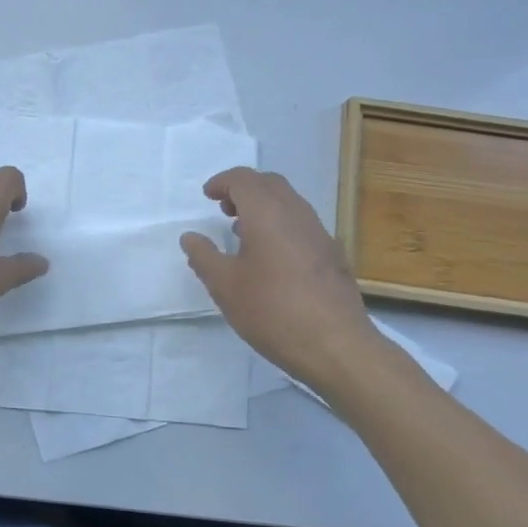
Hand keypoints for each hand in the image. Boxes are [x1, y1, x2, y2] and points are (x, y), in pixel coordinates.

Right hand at [180, 167, 382, 387]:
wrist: (337, 346)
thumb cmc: (272, 311)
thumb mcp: (225, 286)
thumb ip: (204, 257)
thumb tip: (191, 237)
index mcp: (267, 214)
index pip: (244, 179)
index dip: (223, 182)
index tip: (207, 196)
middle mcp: (297, 214)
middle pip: (270, 184)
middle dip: (244, 189)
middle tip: (224, 209)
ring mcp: (320, 234)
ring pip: (289, 203)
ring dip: (264, 207)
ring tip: (243, 233)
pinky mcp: (333, 255)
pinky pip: (301, 224)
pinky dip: (280, 225)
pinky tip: (271, 258)